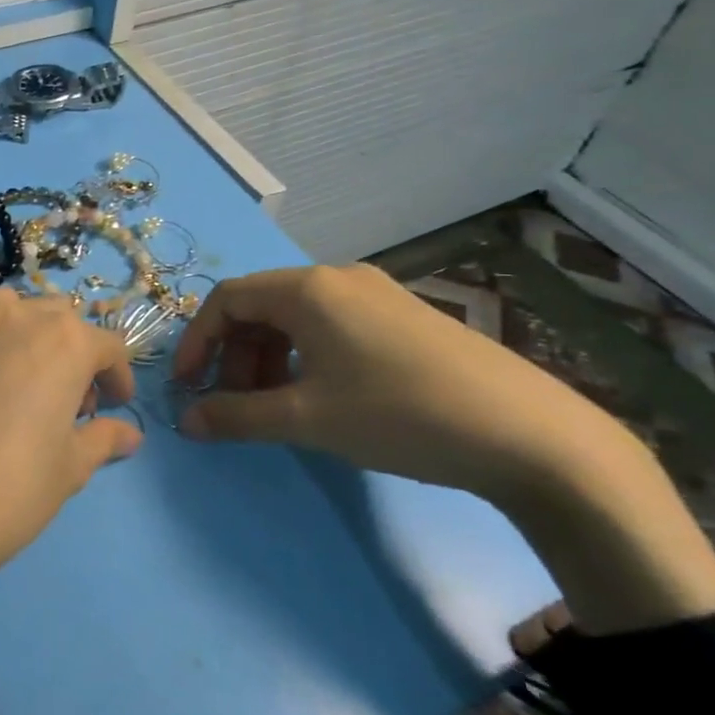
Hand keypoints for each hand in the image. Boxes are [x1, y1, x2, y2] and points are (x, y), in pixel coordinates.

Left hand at [0, 288, 141, 617]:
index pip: (107, 345)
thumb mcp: (67, 470)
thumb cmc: (6, 491)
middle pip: (57, 318)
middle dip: (72, 353)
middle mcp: (12, 317)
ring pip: (6, 312)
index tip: (113, 408)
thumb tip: (128, 435)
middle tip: (67, 403)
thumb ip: (102, 440)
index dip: (116, 377)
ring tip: (19, 386)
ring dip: (25, 338)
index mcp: (62, 341)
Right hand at [171, 265, 714, 633]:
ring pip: (296, 319)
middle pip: (260, 307)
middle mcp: (338, 279)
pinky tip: (320, 398)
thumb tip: (185, 422)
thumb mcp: (306, 419)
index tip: (188, 387)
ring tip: (275, 407)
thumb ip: (236, 416)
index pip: (226, 299)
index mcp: (307, 289)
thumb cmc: (399, 414)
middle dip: (234, 355)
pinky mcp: (404, 318)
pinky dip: (305, 358)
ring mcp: (377, 295)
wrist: (529, 436)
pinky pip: (332, 327)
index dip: (197, 342)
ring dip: (268, 359)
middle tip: (235, 404)